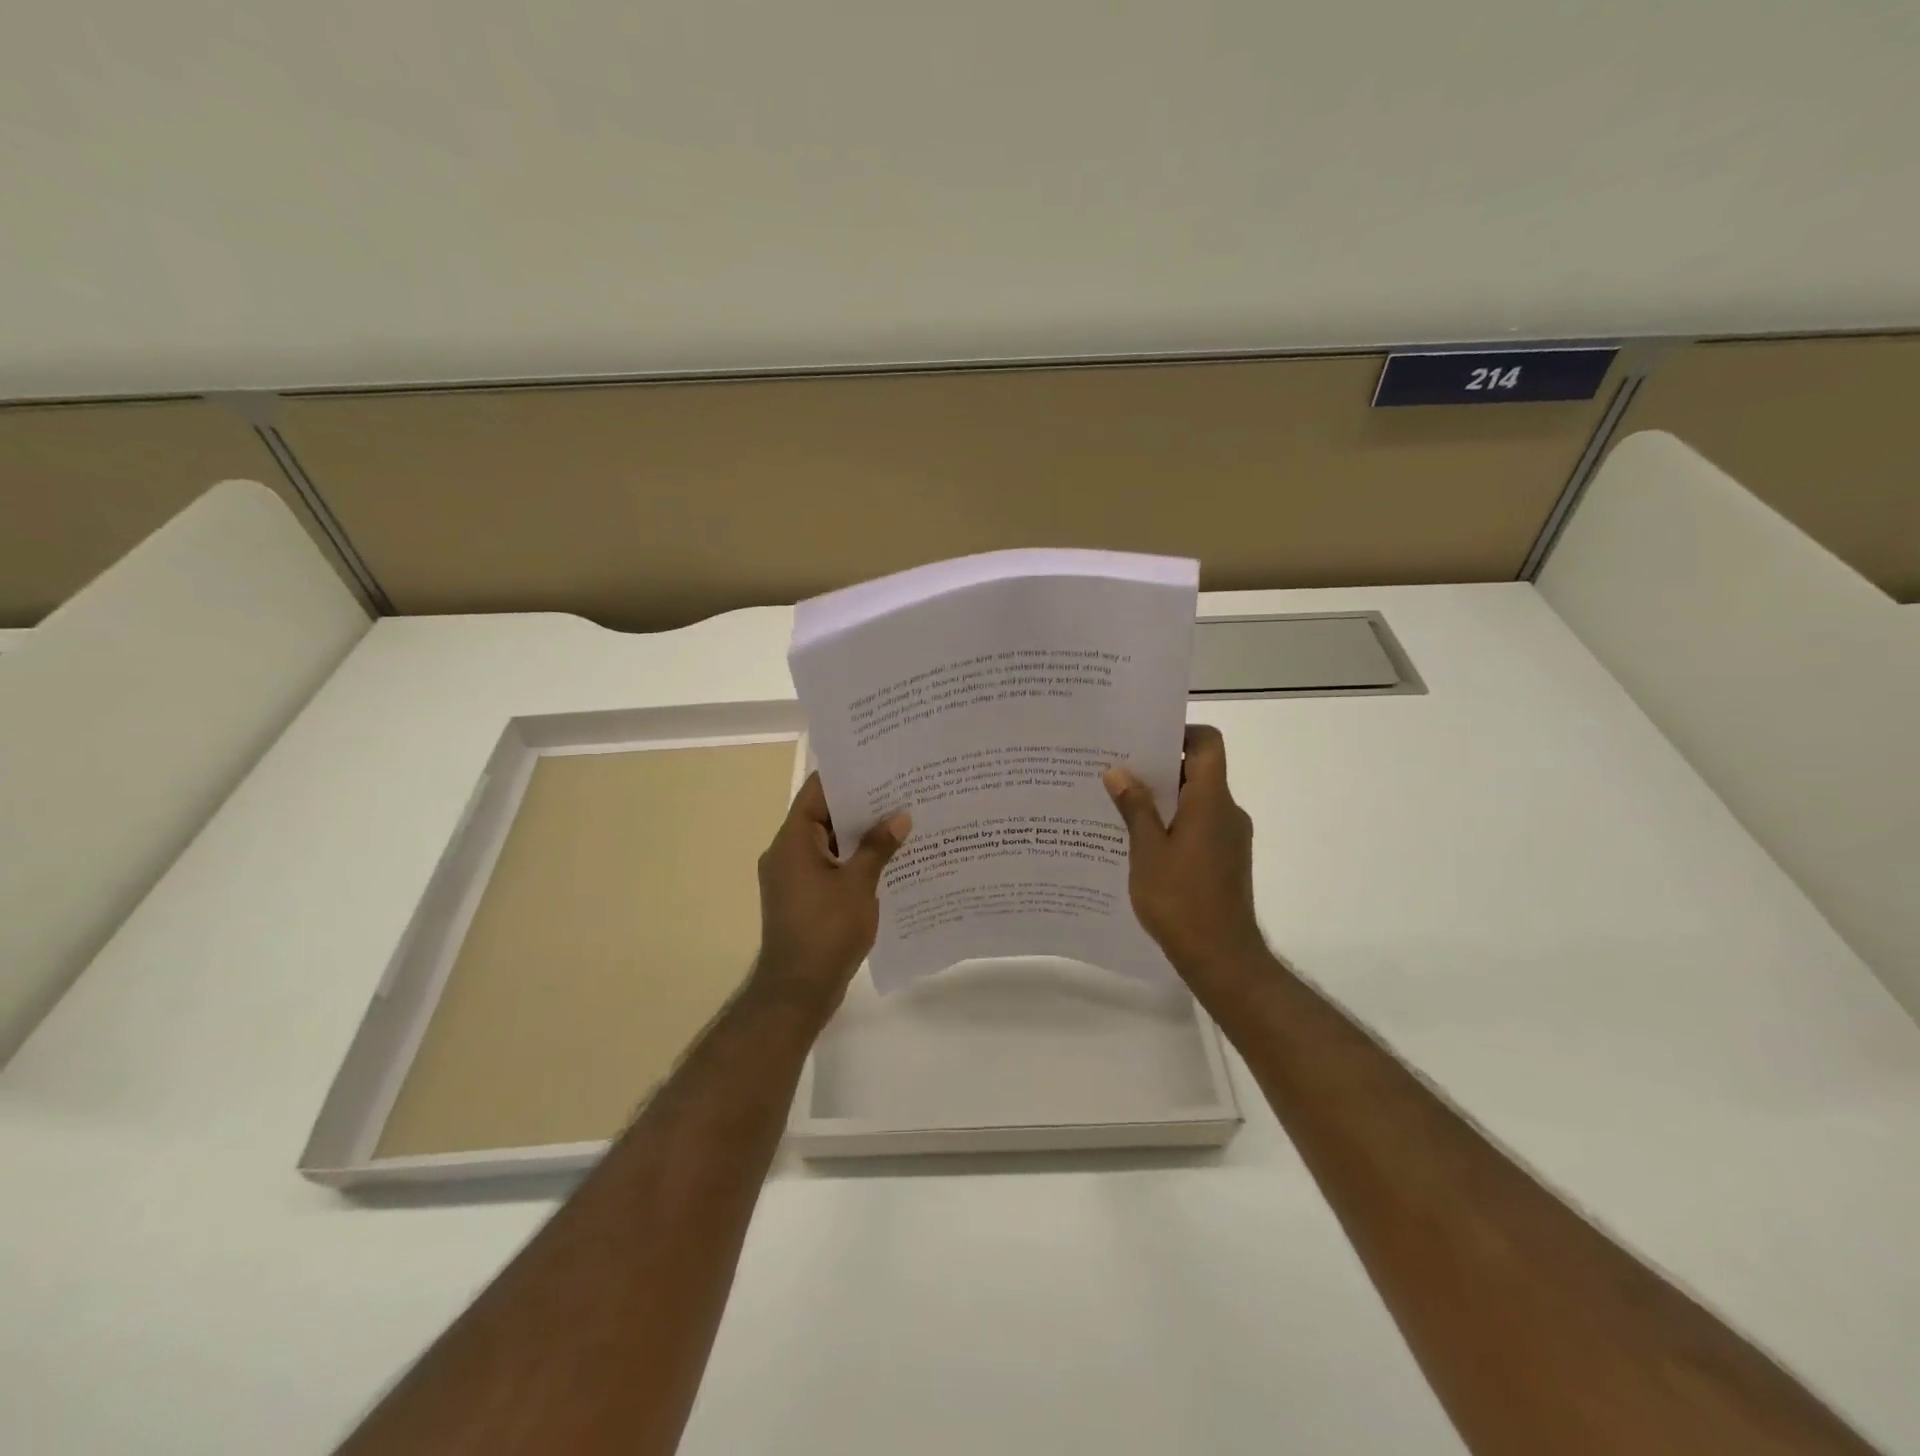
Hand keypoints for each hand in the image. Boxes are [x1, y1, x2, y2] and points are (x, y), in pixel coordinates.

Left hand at [753, 772, 910, 1020]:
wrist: (797, 991)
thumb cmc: (826, 931)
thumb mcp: (858, 885)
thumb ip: (878, 847)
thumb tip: (900, 817)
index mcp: (793, 841)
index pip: (816, 791)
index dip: (846, 775)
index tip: (878, 763)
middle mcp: (786, 853)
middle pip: (823, 816)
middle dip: (860, 805)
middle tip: (900, 790)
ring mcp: (792, 877)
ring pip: (828, 843)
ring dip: (859, 835)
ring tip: (900, 820)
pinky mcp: (801, 898)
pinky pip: (828, 866)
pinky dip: (852, 860)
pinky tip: (887, 859)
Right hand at [1103, 725, 1268, 984]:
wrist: (1221, 957)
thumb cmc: (1181, 900)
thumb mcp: (1148, 851)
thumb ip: (1135, 807)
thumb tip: (1118, 771)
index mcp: (1211, 800)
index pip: (1207, 743)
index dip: (1179, 731)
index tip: (1143, 739)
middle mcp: (1226, 811)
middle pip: (1198, 770)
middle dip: (1158, 766)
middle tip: (1116, 769)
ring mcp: (1228, 837)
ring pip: (1195, 800)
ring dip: (1162, 798)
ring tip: (1119, 804)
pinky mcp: (1225, 859)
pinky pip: (1198, 825)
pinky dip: (1172, 822)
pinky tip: (1138, 840)